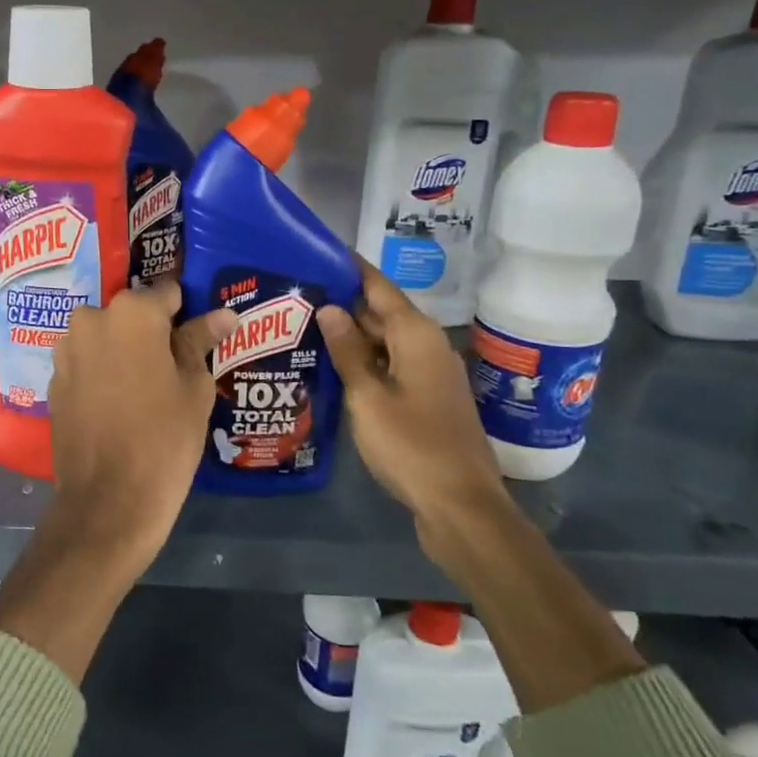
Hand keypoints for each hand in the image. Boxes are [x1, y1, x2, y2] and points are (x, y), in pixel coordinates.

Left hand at [47, 278, 237, 571]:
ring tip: (146, 389)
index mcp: (131, 313)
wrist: (108, 500)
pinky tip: (118, 404)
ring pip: (105, 337)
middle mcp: (91, 320)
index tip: (196, 335)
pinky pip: (86, 363)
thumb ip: (200, 342)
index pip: (165, 293)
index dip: (183, 313)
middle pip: (130, 314)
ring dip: (123, 351)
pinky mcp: (54, 381)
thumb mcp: (193, 388)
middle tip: (172, 368)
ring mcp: (66, 350)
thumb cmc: (164, 438)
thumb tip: (222, 314)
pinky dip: (102, 372)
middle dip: (150, 332)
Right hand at [316, 262, 514, 553]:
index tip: (319, 252)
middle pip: (382, 313)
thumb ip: (348, 351)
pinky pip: (392, 366)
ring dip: (352, 335)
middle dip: (344, 303)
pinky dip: (365, 361)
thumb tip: (330, 308)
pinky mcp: (428, 399)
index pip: (379, 287)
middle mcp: (428, 346)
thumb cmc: (410, 445)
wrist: (459, 504)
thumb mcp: (368, 396)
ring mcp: (431, 374)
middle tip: (298, 294)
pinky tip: (334, 367)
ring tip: (306, 327)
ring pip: (386, 342)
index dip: (351, 269)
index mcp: (416, 336)